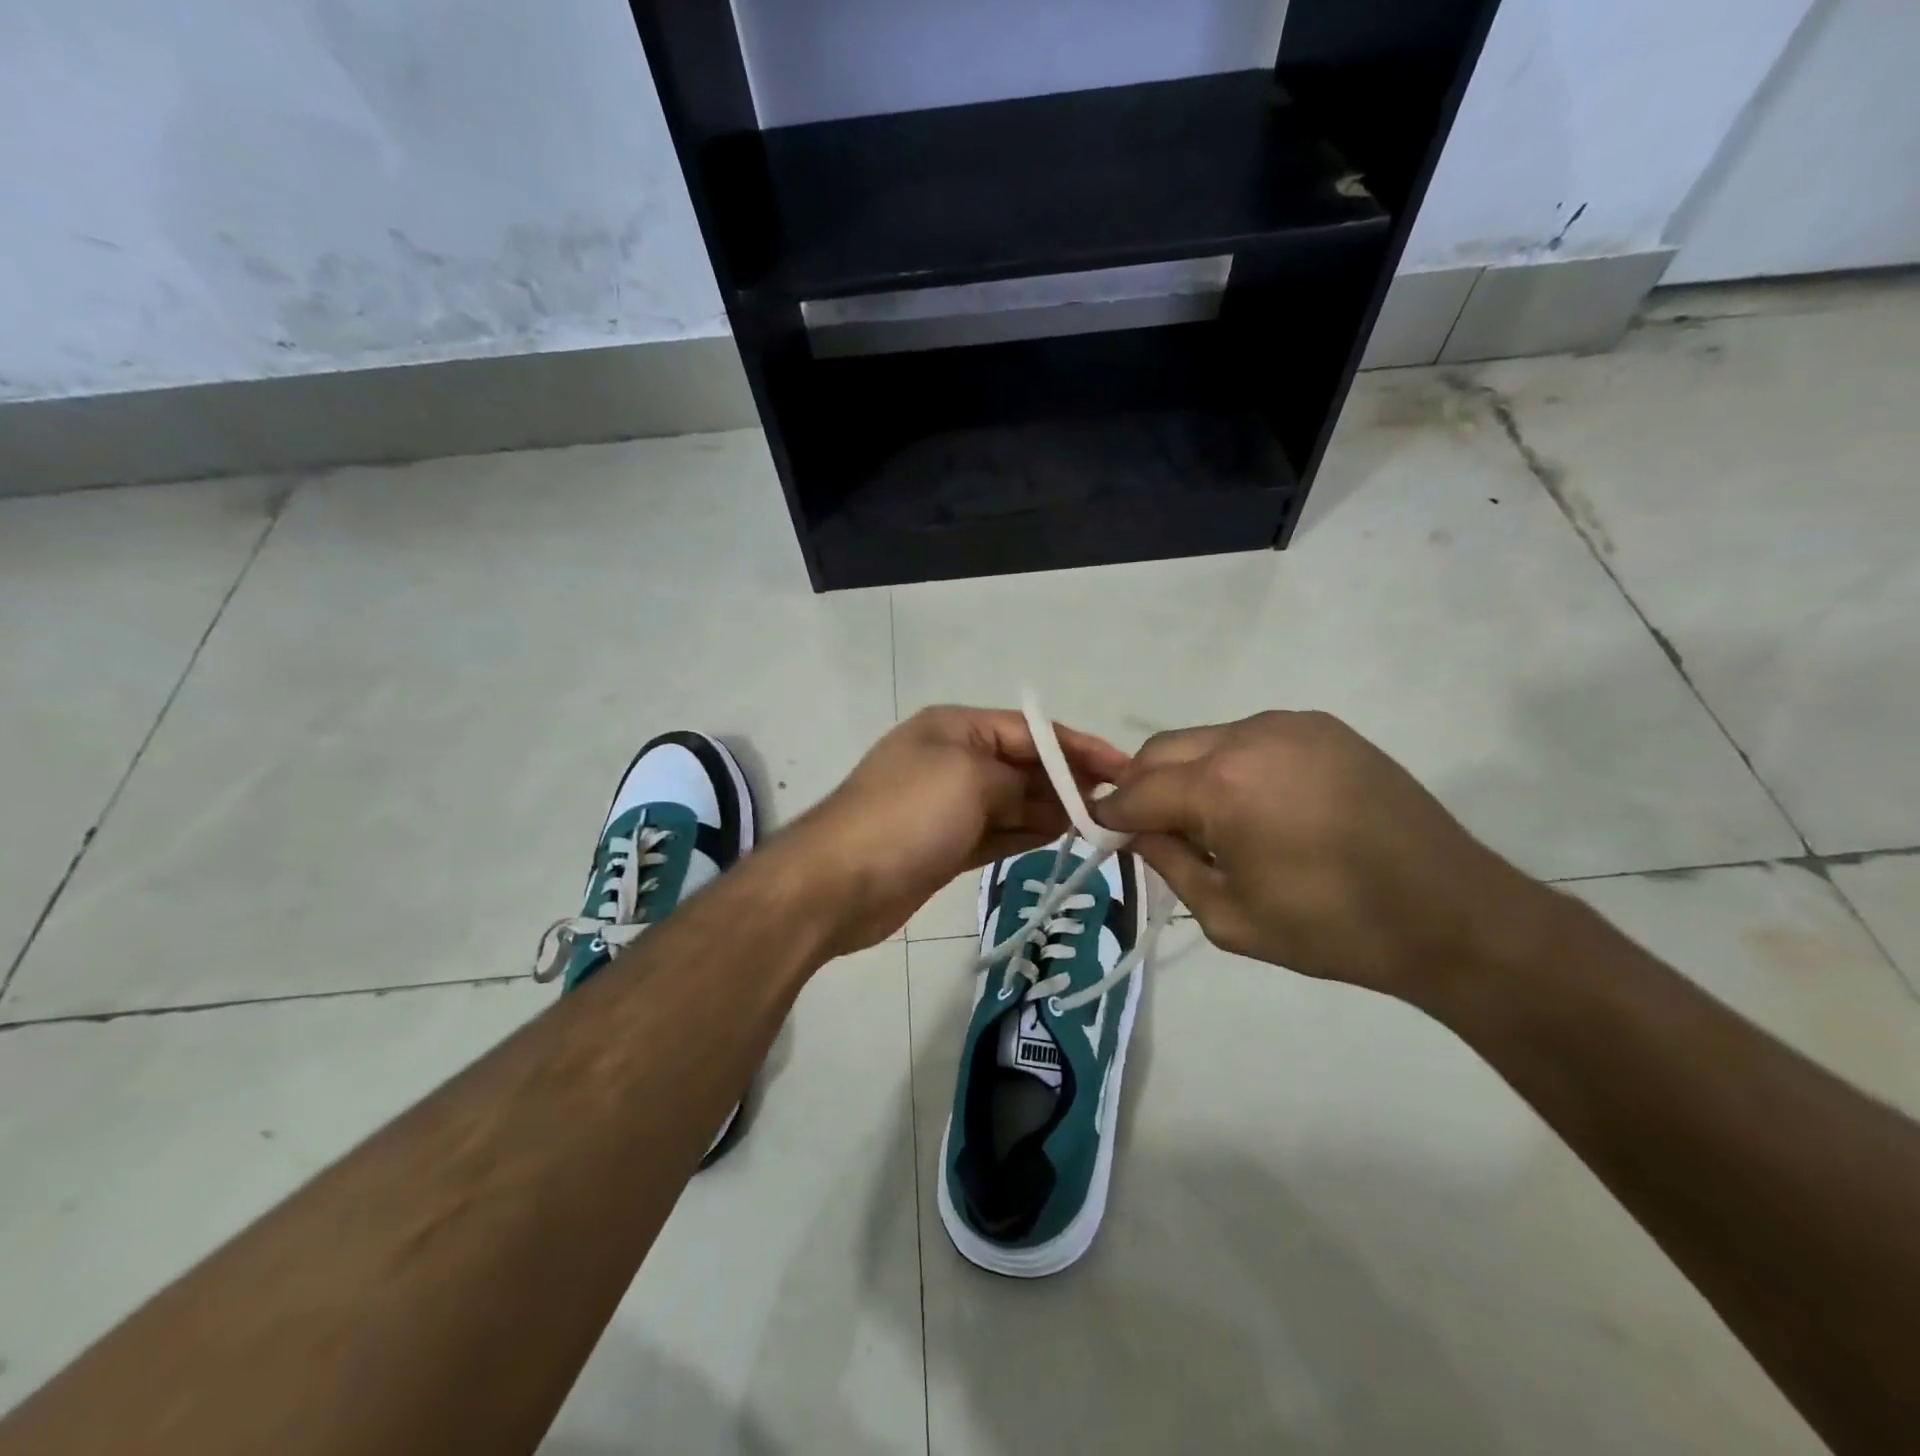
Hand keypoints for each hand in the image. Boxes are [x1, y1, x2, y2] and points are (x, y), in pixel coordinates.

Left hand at [782, 706, 1130, 954]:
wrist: (837, 884)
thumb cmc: (907, 815)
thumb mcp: (969, 778)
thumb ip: (1019, 780)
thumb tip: (1048, 795)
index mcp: (955, 728)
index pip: (1029, 729)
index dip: (1078, 746)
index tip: (1122, 767)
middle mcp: (952, 759)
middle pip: (1023, 764)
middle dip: (1067, 780)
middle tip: (1117, 803)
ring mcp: (948, 805)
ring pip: (1014, 801)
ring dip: (1052, 809)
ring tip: (1099, 823)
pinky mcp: (946, 845)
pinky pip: (998, 831)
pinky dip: (1027, 832)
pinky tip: (1061, 837)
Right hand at [1092, 711, 1549, 1003]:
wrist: (1452, 915)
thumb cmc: (1332, 928)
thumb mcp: (1227, 916)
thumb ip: (1168, 863)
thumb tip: (1136, 830)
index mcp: (1222, 785)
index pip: (1137, 790)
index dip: (1111, 813)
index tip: (1100, 833)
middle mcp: (1248, 736)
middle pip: (1162, 750)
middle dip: (1143, 786)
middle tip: (1149, 829)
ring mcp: (1289, 724)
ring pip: (1205, 740)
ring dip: (1187, 774)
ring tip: (1207, 822)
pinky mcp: (1322, 728)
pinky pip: (1250, 739)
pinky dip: (1230, 766)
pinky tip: (1255, 806)